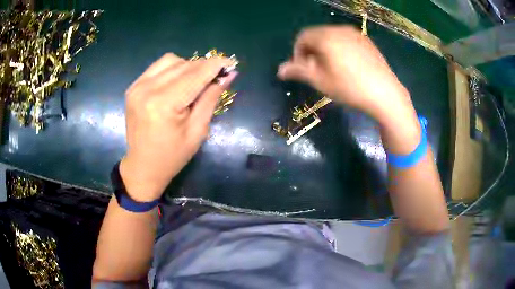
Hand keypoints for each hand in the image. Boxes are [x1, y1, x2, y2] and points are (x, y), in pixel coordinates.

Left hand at [119, 53, 236, 201]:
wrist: (143, 166)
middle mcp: (147, 89)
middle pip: (184, 65)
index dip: (215, 65)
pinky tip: (178, 83)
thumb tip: (228, 75)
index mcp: (163, 104)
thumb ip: (211, 98)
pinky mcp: (133, 87)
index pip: (195, 74)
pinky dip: (173, 69)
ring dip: (188, 67)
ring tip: (194, 83)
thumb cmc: (172, 156)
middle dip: (204, 67)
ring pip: (171, 61)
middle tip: (217, 76)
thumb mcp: (197, 131)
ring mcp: (137, 86)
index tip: (231, 62)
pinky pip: (158, 66)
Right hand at [278, 25, 415, 123]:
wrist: (385, 93)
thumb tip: (280, 69)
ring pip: (332, 37)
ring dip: (325, 49)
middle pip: (317, 35)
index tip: (303, 69)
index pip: (302, 37)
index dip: (297, 53)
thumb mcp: (320, 81)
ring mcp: (356, 34)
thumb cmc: (350, 88)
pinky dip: (340, 48)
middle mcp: (340, 29)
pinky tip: (348, 66)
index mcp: (326, 36)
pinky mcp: (367, 41)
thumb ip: (298, 71)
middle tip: (316, 70)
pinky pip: (346, 40)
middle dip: (311, 51)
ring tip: (332, 69)